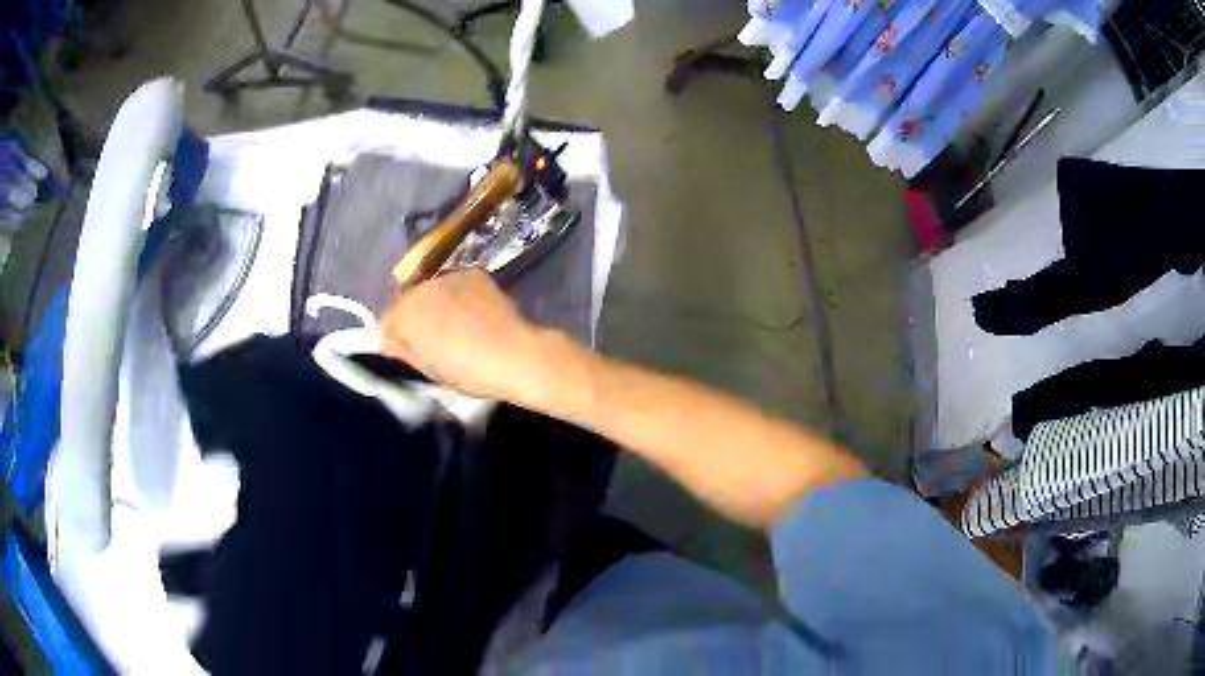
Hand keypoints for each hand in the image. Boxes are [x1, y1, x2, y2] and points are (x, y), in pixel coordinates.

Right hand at [380, 270, 559, 403]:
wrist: (515, 355)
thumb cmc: (469, 373)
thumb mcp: (428, 371)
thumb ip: (406, 352)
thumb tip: (395, 342)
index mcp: (404, 317)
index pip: (386, 324)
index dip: (397, 340)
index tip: (412, 354)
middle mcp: (420, 289)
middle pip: (407, 302)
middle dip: (416, 318)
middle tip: (435, 340)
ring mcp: (447, 276)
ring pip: (430, 291)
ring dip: (436, 304)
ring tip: (458, 326)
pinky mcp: (472, 273)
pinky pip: (454, 284)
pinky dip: (458, 296)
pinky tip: (475, 314)